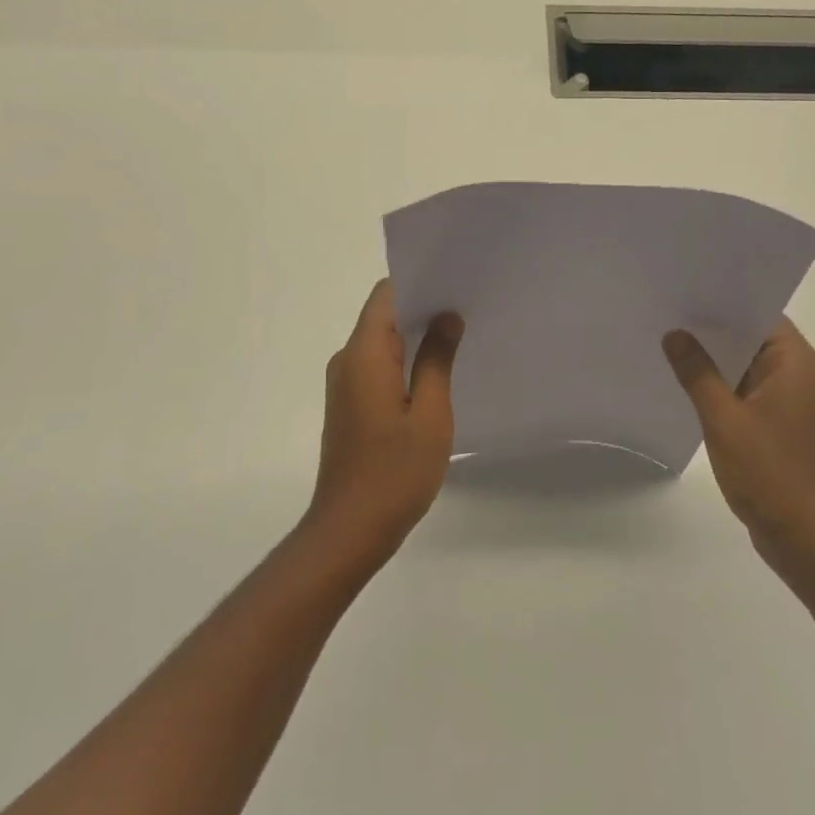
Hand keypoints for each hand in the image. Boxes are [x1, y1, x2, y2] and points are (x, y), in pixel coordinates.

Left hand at [305, 280, 463, 570]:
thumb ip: (437, 359)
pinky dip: (405, 361)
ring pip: (382, 342)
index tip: (455, 283)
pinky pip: (378, 367)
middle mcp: (347, 361)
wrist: (349, 531)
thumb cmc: (394, 471)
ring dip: (416, 337)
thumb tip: (446, 316)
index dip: (419, 282)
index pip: (386, 295)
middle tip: (468, 308)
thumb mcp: (430, 413)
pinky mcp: (349, 406)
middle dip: (423, 308)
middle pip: (383, 315)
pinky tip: (437, 374)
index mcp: (363, 354)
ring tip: (460, 336)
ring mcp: (345, 385)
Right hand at [662, 319, 814, 570]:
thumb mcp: (724, 418)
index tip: (687, 291)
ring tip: (670, 342)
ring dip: (716, 360)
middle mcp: (799, 374)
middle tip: (668, 313)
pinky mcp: (780, 425)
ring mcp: (790, 402)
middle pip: (752, 338)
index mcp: (796, 362)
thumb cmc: (770, 472)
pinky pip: (747, 392)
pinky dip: (722, 386)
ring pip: (748, 366)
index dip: (725, 301)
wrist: (805, 538)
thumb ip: (697, 373)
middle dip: (713, 329)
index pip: (760, 314)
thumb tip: (675, 334)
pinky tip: (687, 385)